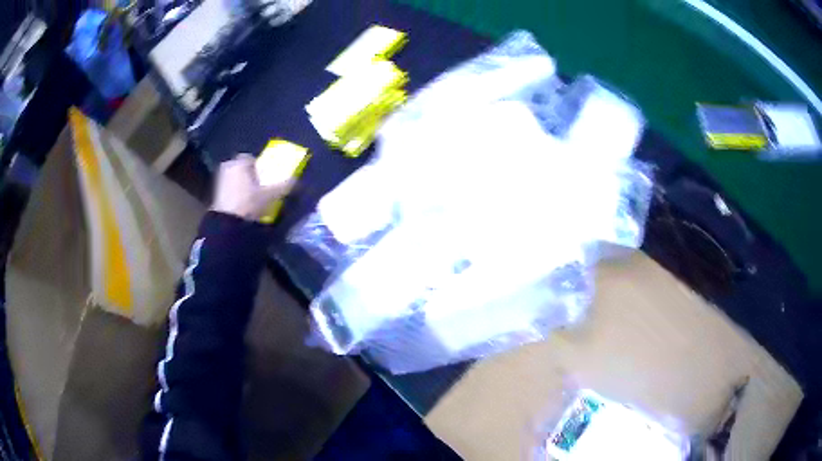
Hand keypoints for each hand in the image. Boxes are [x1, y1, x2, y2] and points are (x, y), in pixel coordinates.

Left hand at [211, 154, 293, 220]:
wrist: (228, 225)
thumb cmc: (250, 203)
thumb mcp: (272, 195)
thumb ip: (284, 185)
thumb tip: (296, 179)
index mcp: (240, 162)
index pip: (251, 159)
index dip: (259, 167)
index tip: (265, 178)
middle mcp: (228, 167)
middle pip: (242, 169)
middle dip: (250, 176)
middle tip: (260, 188)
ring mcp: (219, 182)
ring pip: (235, 180)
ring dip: (242, 187)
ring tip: (253, 200)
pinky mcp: (215, 196)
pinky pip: (229, 191)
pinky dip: (235, 196)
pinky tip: (243, 207)